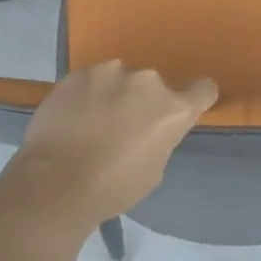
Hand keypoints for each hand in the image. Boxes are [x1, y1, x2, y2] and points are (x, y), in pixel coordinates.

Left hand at [4, 61, 217, 223]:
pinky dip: (87, 94)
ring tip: (92, 121)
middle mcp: (148, 82)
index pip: (204, 88)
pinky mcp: (77, 74)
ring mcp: (110, 72)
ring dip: (114, 94)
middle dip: (143, 102)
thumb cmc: (113, 187)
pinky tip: (72, 117)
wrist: (56, 182)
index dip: (196, 98)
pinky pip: (91, 80)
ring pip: (120, 79)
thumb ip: (159, 139)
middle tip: (123, 127)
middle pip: (154, 86)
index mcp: (174, 109)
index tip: (183, 110)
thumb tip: (148, 130)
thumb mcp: (154, 169)